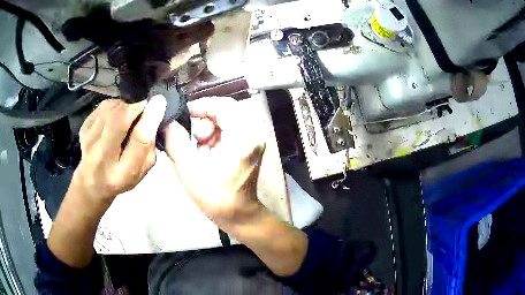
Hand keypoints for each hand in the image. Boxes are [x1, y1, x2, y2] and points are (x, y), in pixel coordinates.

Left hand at [72, 95, 165, 206]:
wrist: (92, 182)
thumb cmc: (121, 178)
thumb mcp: (140, 169)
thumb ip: (149, 144)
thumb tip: (156, 107)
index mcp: (122, 172)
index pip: (138, 140)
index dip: (149, 118)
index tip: (159, 101)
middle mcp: (102, 155)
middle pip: (120, 118)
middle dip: (135, 106)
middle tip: (143, 108)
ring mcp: (89, 139)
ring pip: (112, 108)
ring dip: (125, 106)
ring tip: (128, 116)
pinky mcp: (84, 127)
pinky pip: (104, 106)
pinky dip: (114, 106)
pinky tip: (115, 116)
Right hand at [164, 97, 265, 226]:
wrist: (239, 216)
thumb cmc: (215, 197)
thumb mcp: (189, 169)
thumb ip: (176, 142)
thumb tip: (169, 123)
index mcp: (243, 136)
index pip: (224, 105)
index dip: (202, 105)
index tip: (185, 114)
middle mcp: (254, 134)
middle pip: (227, 111)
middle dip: (205, 119)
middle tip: (192, 136)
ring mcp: (254, 140)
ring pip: (228, 120)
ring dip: (209, 129)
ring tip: (198, 147)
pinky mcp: (250, 146)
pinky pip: (231, 130)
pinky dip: (215, 136)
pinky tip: (206, 152)